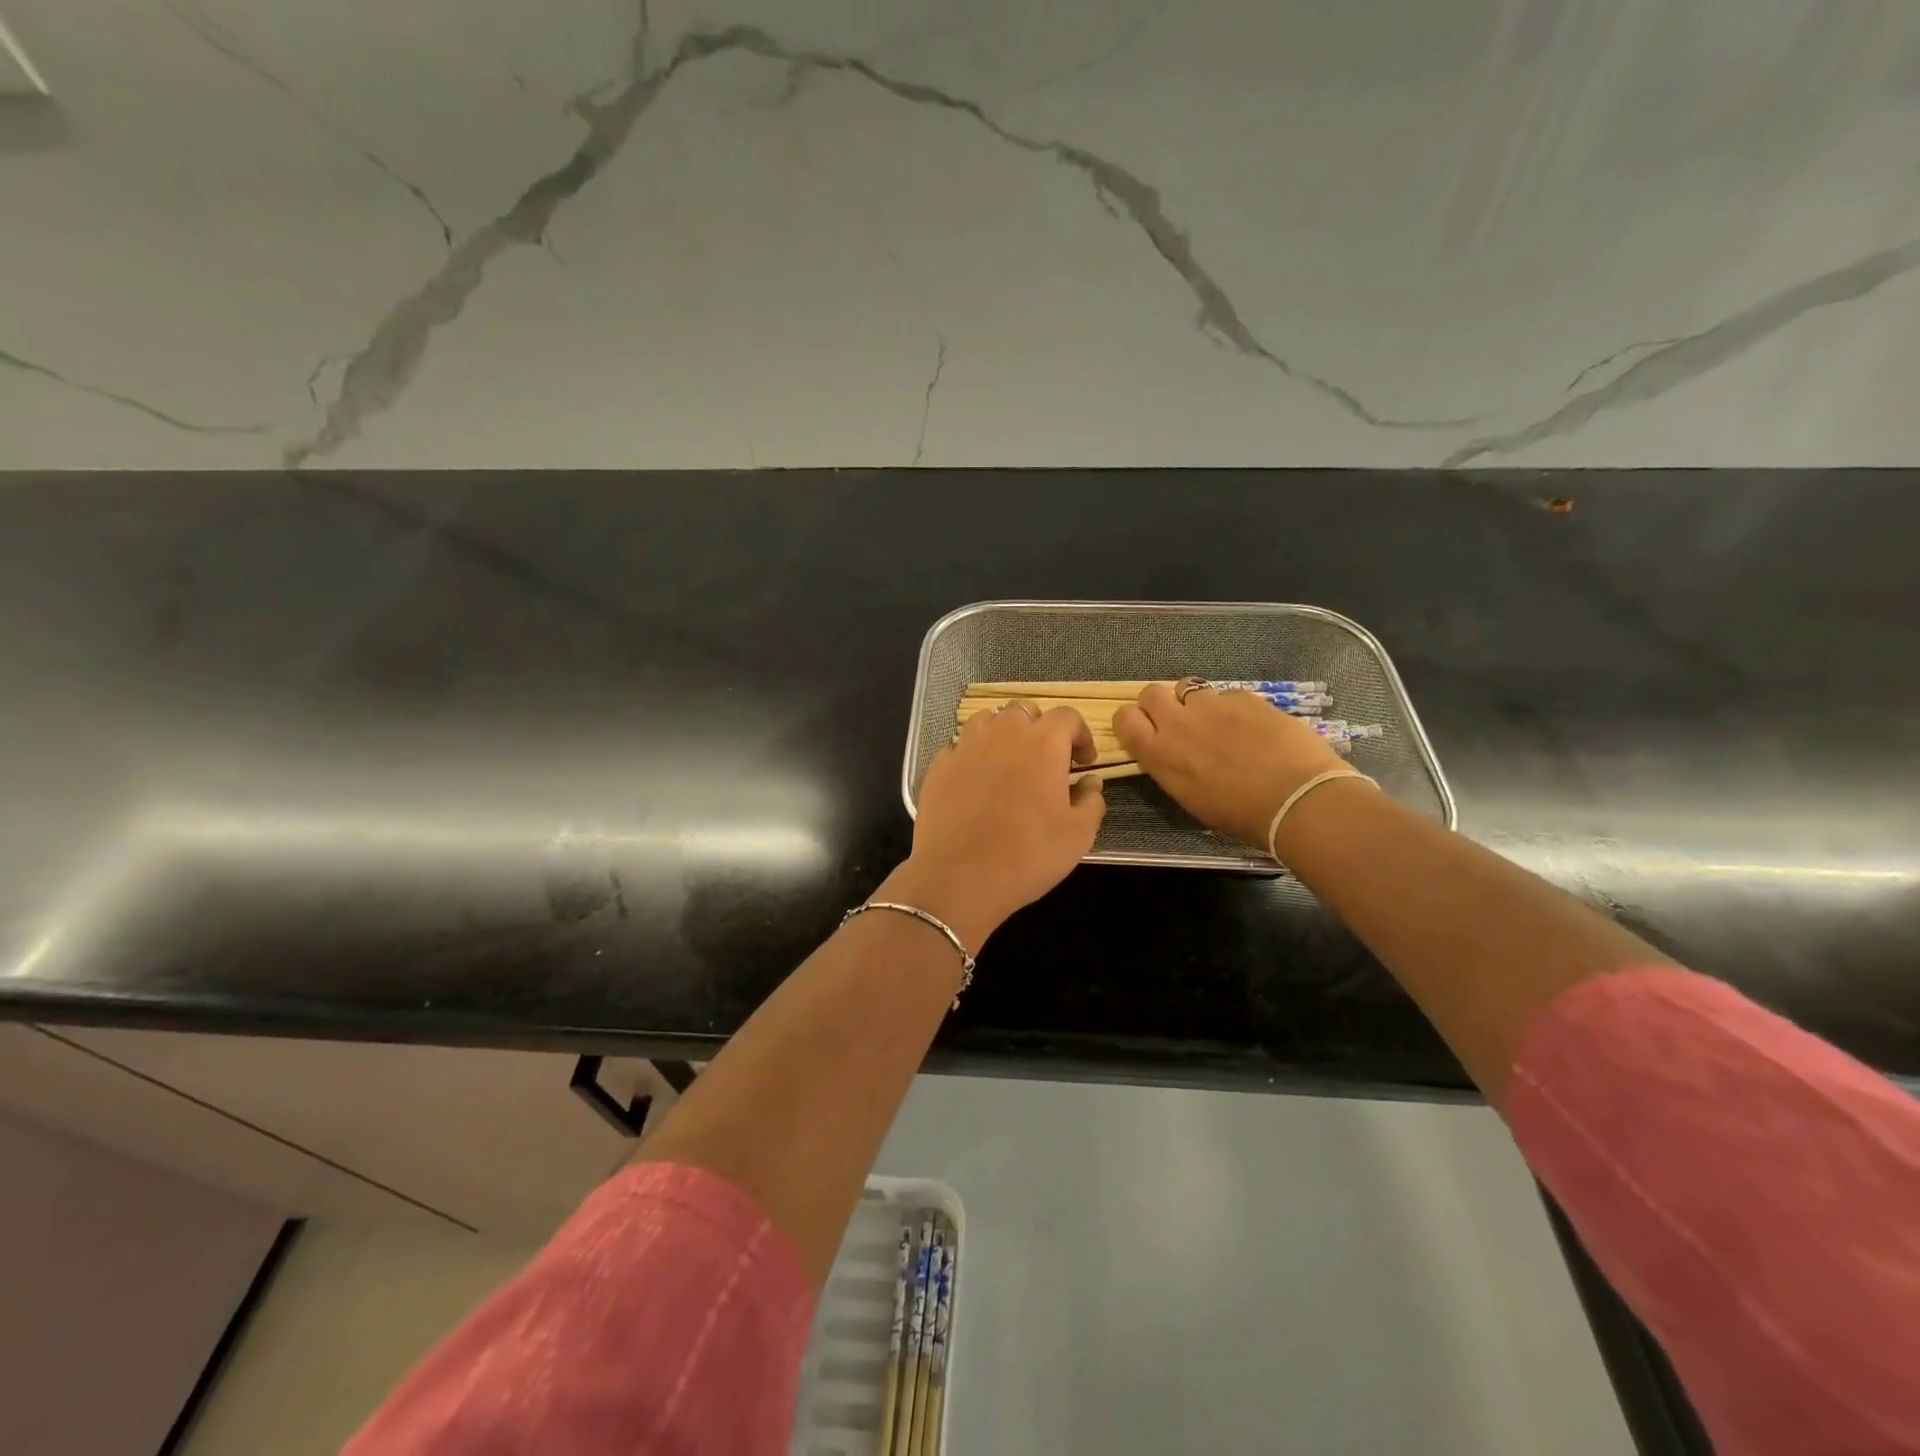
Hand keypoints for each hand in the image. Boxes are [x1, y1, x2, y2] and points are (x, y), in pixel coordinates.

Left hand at [884, 703, 1106, 950]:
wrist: (959, 877)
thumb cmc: (1029, 854)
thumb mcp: (1078, 834)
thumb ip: (1091, 800)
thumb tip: (1090, 782)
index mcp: (1043, 742)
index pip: (1067, 717)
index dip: (1080, 735)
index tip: (1083, 763)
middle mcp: (1003, 732)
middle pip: (1026, 712)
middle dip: (1041, 729)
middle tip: (1046, 761)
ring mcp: (965, 745)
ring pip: (988, 721)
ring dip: (1003, 734)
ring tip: (1008, 763)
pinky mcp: (939, 765)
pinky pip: (959, 747)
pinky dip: (972, 755)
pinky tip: (975, 782)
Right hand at [1113, 683, 1348, 848]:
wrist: (1297, 799)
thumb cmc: (1240, 815)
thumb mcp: (1190, 798)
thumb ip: (1172, 767)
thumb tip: (1174, 755)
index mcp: (1159, 754)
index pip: (1124, 719)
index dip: (1132, 721)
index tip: (1145, 730)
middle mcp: (1178, 723)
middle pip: (1150, 692)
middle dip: (1160, 703)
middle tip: (1178, 721)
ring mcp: (1212, 705)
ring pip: (1188, 686)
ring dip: (1195, 701)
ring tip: (1216, 721)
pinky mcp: (1244, 697)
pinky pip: (1227, 694)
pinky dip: (1232, 707)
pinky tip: (1252, 726)